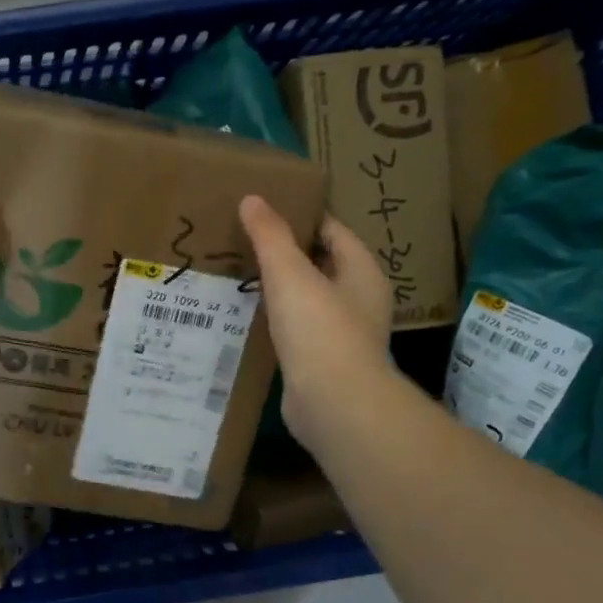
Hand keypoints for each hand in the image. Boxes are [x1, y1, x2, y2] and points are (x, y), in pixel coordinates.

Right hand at [239, 195, 396, 448]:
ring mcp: (342, 335)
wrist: (333, 403)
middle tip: (245, 242)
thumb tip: (252, 199)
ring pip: (307, 300)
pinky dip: (277, 322)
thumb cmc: (319, 330)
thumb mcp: (290, 274)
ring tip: (240, 277)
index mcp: (362, 272)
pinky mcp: (322, 363)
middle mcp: (359, 300)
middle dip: (286, 254)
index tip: (264, 211)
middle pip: (321, 265)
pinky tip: (249, 320)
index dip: (301, 217)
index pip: (333, 231)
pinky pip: (297, 331)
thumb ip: (270, 236)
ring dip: (280, 290)